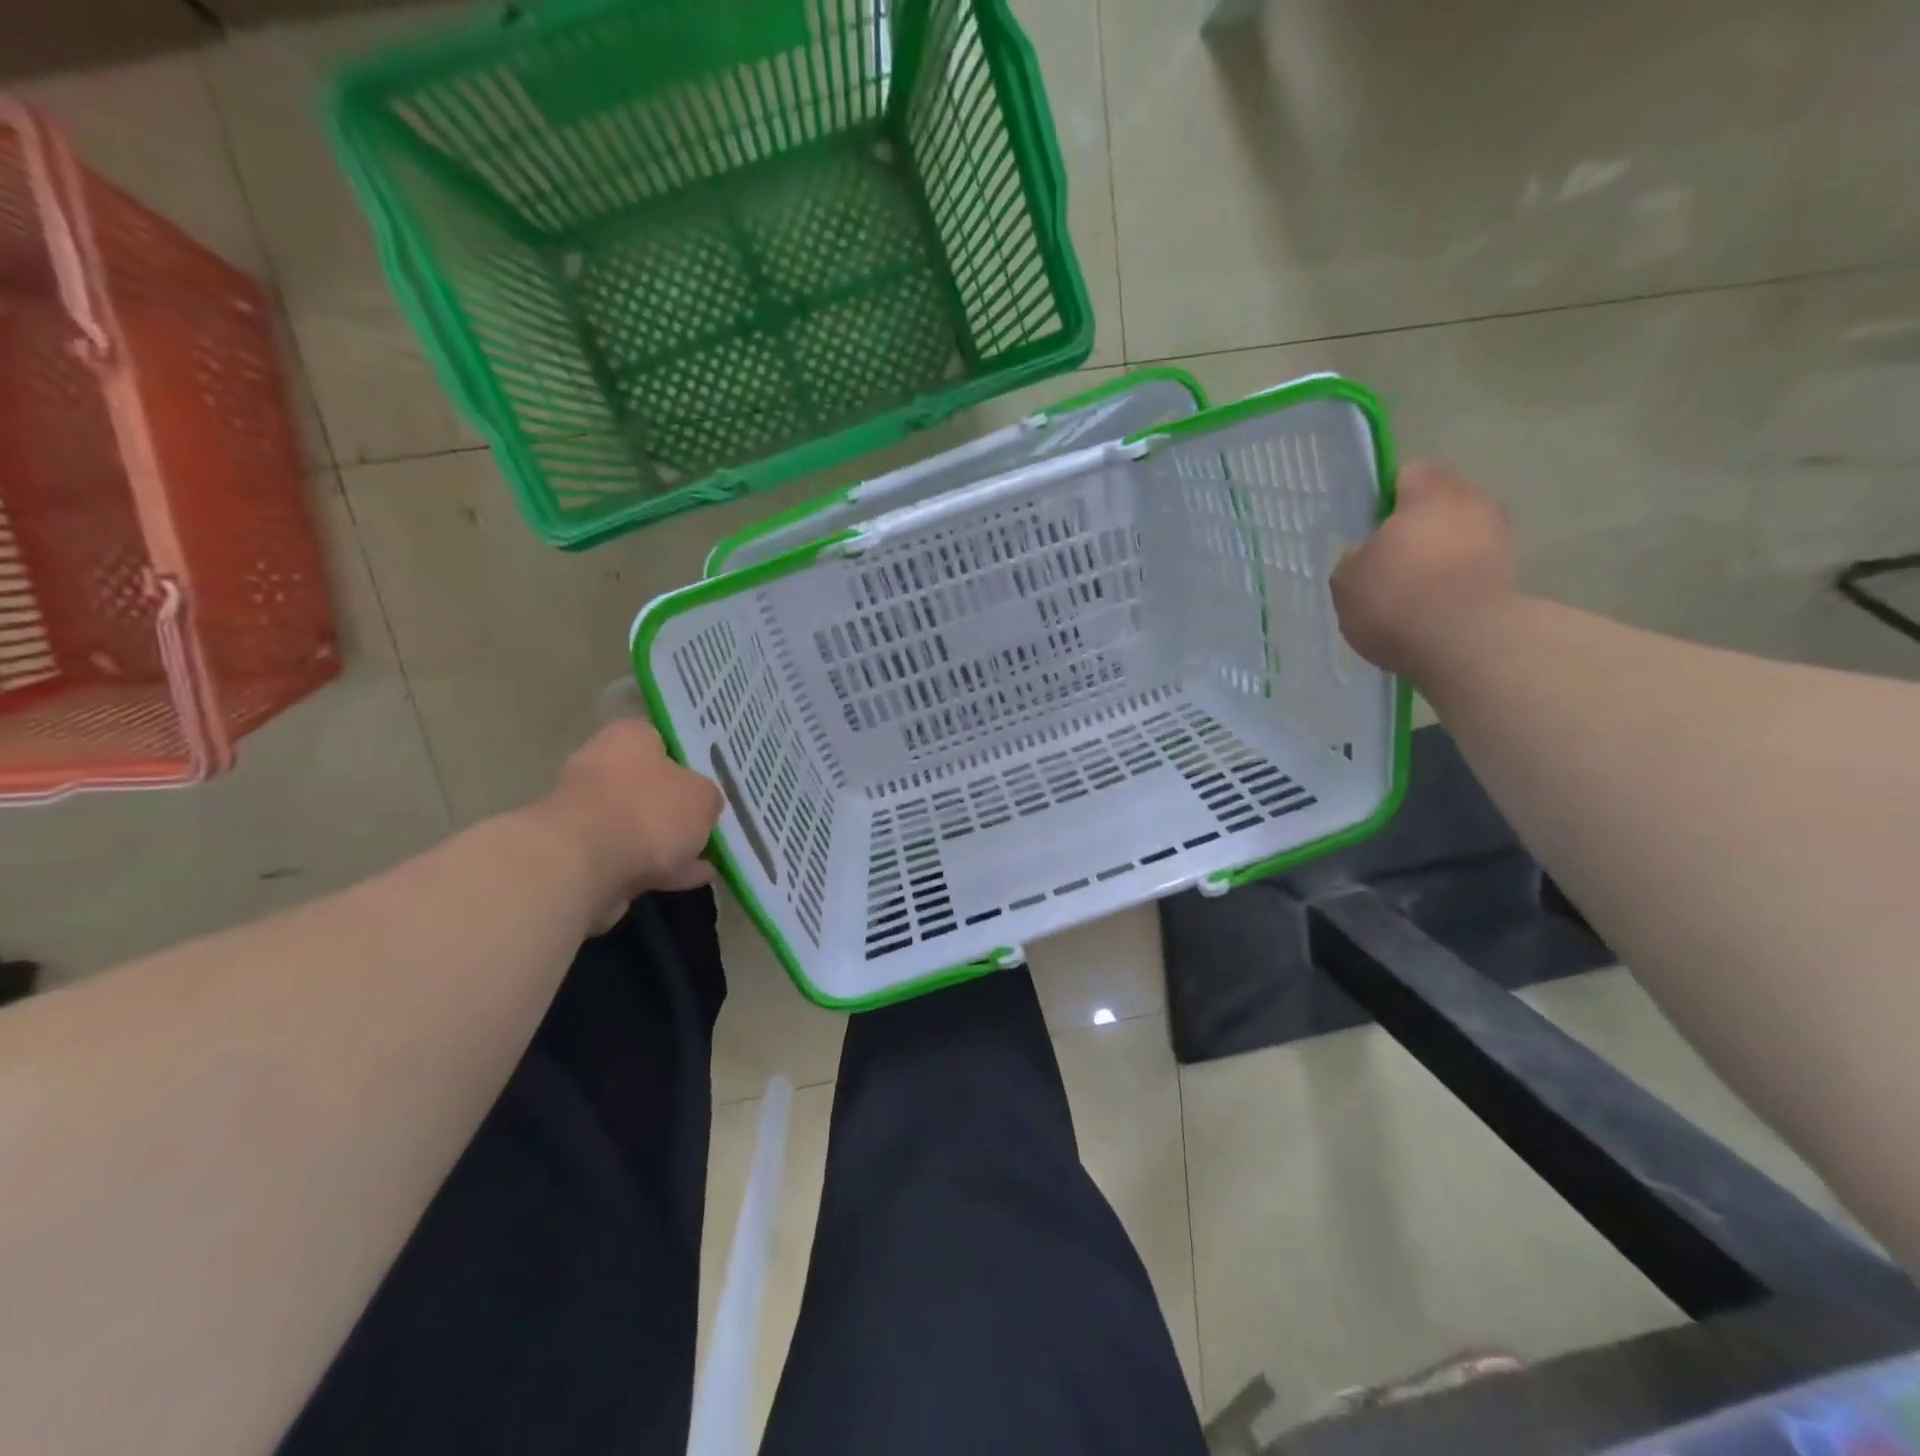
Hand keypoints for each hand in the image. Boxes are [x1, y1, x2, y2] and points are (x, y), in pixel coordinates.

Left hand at [525, 720, 723, 924]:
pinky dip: (656, 866)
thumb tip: (702, 804)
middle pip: (650, 784)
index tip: (711, 783)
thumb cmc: (649, 812)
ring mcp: (586, 812)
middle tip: (709, 822)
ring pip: (639, 824)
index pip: (664, 740)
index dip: (690, 761)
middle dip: (677, 806)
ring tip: (707, 860)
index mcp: (629, 738)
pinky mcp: (579, 854)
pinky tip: (687, 880)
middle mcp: (601, 766)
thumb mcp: (703, 797)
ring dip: (668, 841)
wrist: (583, 867)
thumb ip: (707, 797)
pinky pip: (629, 856)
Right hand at [1331, 460, 1515, 677]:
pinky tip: (1432, 609)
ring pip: (1459, 536)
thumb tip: (1368, 553)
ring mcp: (1500, 538)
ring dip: (1438, 556)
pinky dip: (1455, 582)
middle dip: (1417, 527)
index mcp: (1431, 492)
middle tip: (1387, 561)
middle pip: (1440, 504)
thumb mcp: (1346, 579)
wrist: (1464, 644)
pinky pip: (1472, 568)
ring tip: (1410, 590)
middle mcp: (1474, 502)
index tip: (1368, 527)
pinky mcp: (1512, 575)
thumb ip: (1355, 557)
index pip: (1408, 473)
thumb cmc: (1396, 598)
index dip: (1384, 497)